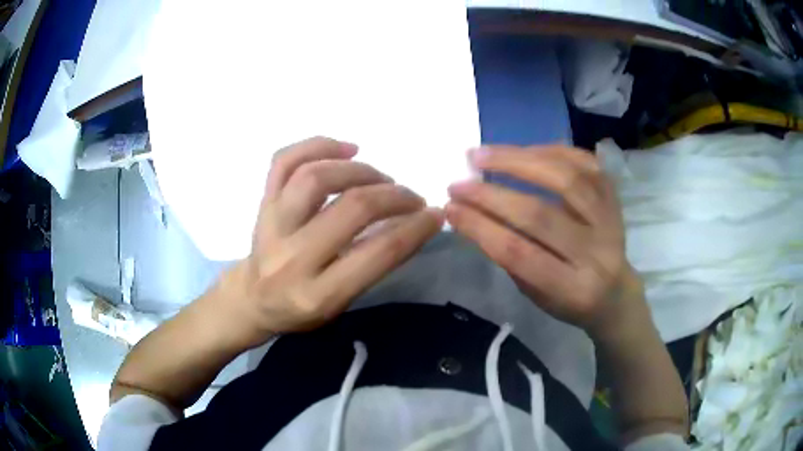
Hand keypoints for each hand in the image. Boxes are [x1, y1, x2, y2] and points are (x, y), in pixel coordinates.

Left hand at [212, 137, 442, 346]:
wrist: (252, 298)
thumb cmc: (300, 308)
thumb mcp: (340, 303)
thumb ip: (371, 265)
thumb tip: (410, 221)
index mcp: (318, 294)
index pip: (377, 254)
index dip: (414, 229)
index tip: (434, 214)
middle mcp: (292, 257)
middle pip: (351, 208)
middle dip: (393, 196)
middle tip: (411, 197)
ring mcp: (272, 224)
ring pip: (316, 177)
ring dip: (359, 170)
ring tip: (380, 177)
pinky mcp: (262, 203)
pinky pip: (284, 161)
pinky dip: (318, 145)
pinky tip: (346, 149)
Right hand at [446, 145, 643, 338]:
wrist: (617, 294)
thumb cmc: (570, 299)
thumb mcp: (536, 294)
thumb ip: (510, 256)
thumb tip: (474, 212)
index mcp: (573, 290)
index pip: (521, 254)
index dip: (481, 228)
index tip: (450, 208)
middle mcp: (597, 253)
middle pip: (541, 215)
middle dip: (491, 195)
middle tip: (459, 182)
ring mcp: (610, 221)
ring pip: (566, 179)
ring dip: (518, 161)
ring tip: (482, 154)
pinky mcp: (615, 197)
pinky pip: (584, 162)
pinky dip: (550, 150)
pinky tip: (523, 150)